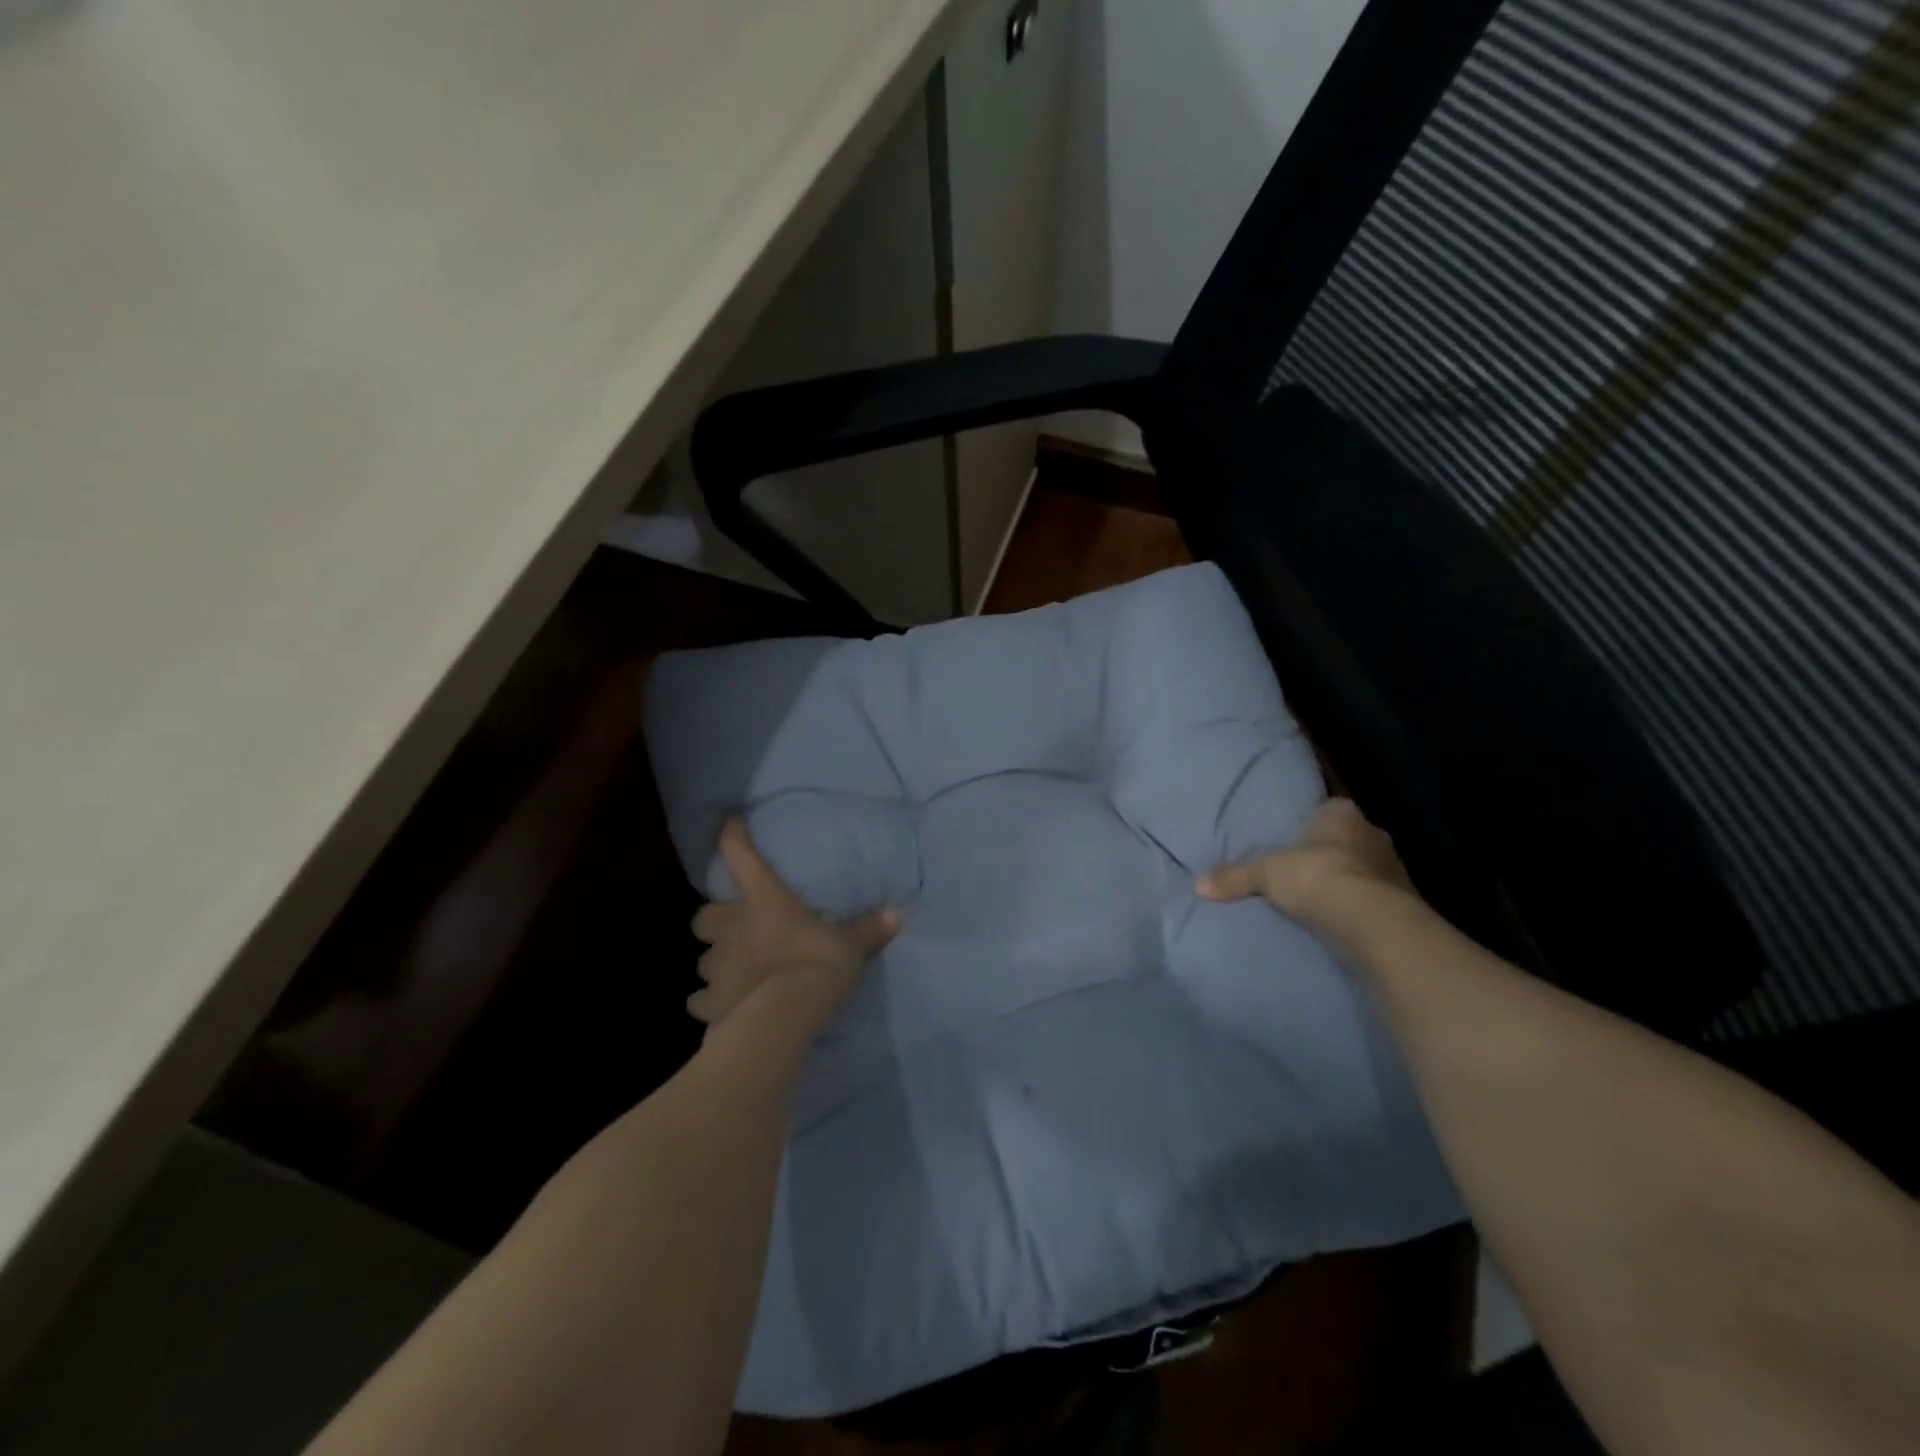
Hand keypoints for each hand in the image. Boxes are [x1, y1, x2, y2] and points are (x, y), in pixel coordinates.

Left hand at [688, 818, 900, 1032]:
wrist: (785, 1015)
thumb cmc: (817, 963)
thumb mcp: (850, 944)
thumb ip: (867, 929)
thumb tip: (897, 915)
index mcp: (763, 899)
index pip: (740, 855)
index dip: (731, 836)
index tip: (726, 822)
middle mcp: (731, 928)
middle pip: (704, 917)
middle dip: (715, 922)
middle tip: (734, 929)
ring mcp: (716, 966)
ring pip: (703, 960)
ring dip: (716, 962)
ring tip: (734, 972)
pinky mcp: (710, 1003)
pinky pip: (700, 1001)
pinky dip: (708, 1003)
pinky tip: (721, 1007)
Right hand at [1196, 797, 1414, 932]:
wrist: (1371, 920)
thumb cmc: (1316, 876)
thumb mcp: (1265, 874)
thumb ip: (1235, 876)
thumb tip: (1198, 885)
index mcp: (1342, 813)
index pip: (1328, 810)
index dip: (1312, 825)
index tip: (1296, 842)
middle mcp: (1373, 833)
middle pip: (1348, 840)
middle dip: (1331, 854)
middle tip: (1305, 872)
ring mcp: (1395, 868)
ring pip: (1366, 869)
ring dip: (1350, 882)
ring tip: (1323, 900)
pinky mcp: (1406, 902)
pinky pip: (1378, 899)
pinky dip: (1364, 908)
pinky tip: (1345, 921)